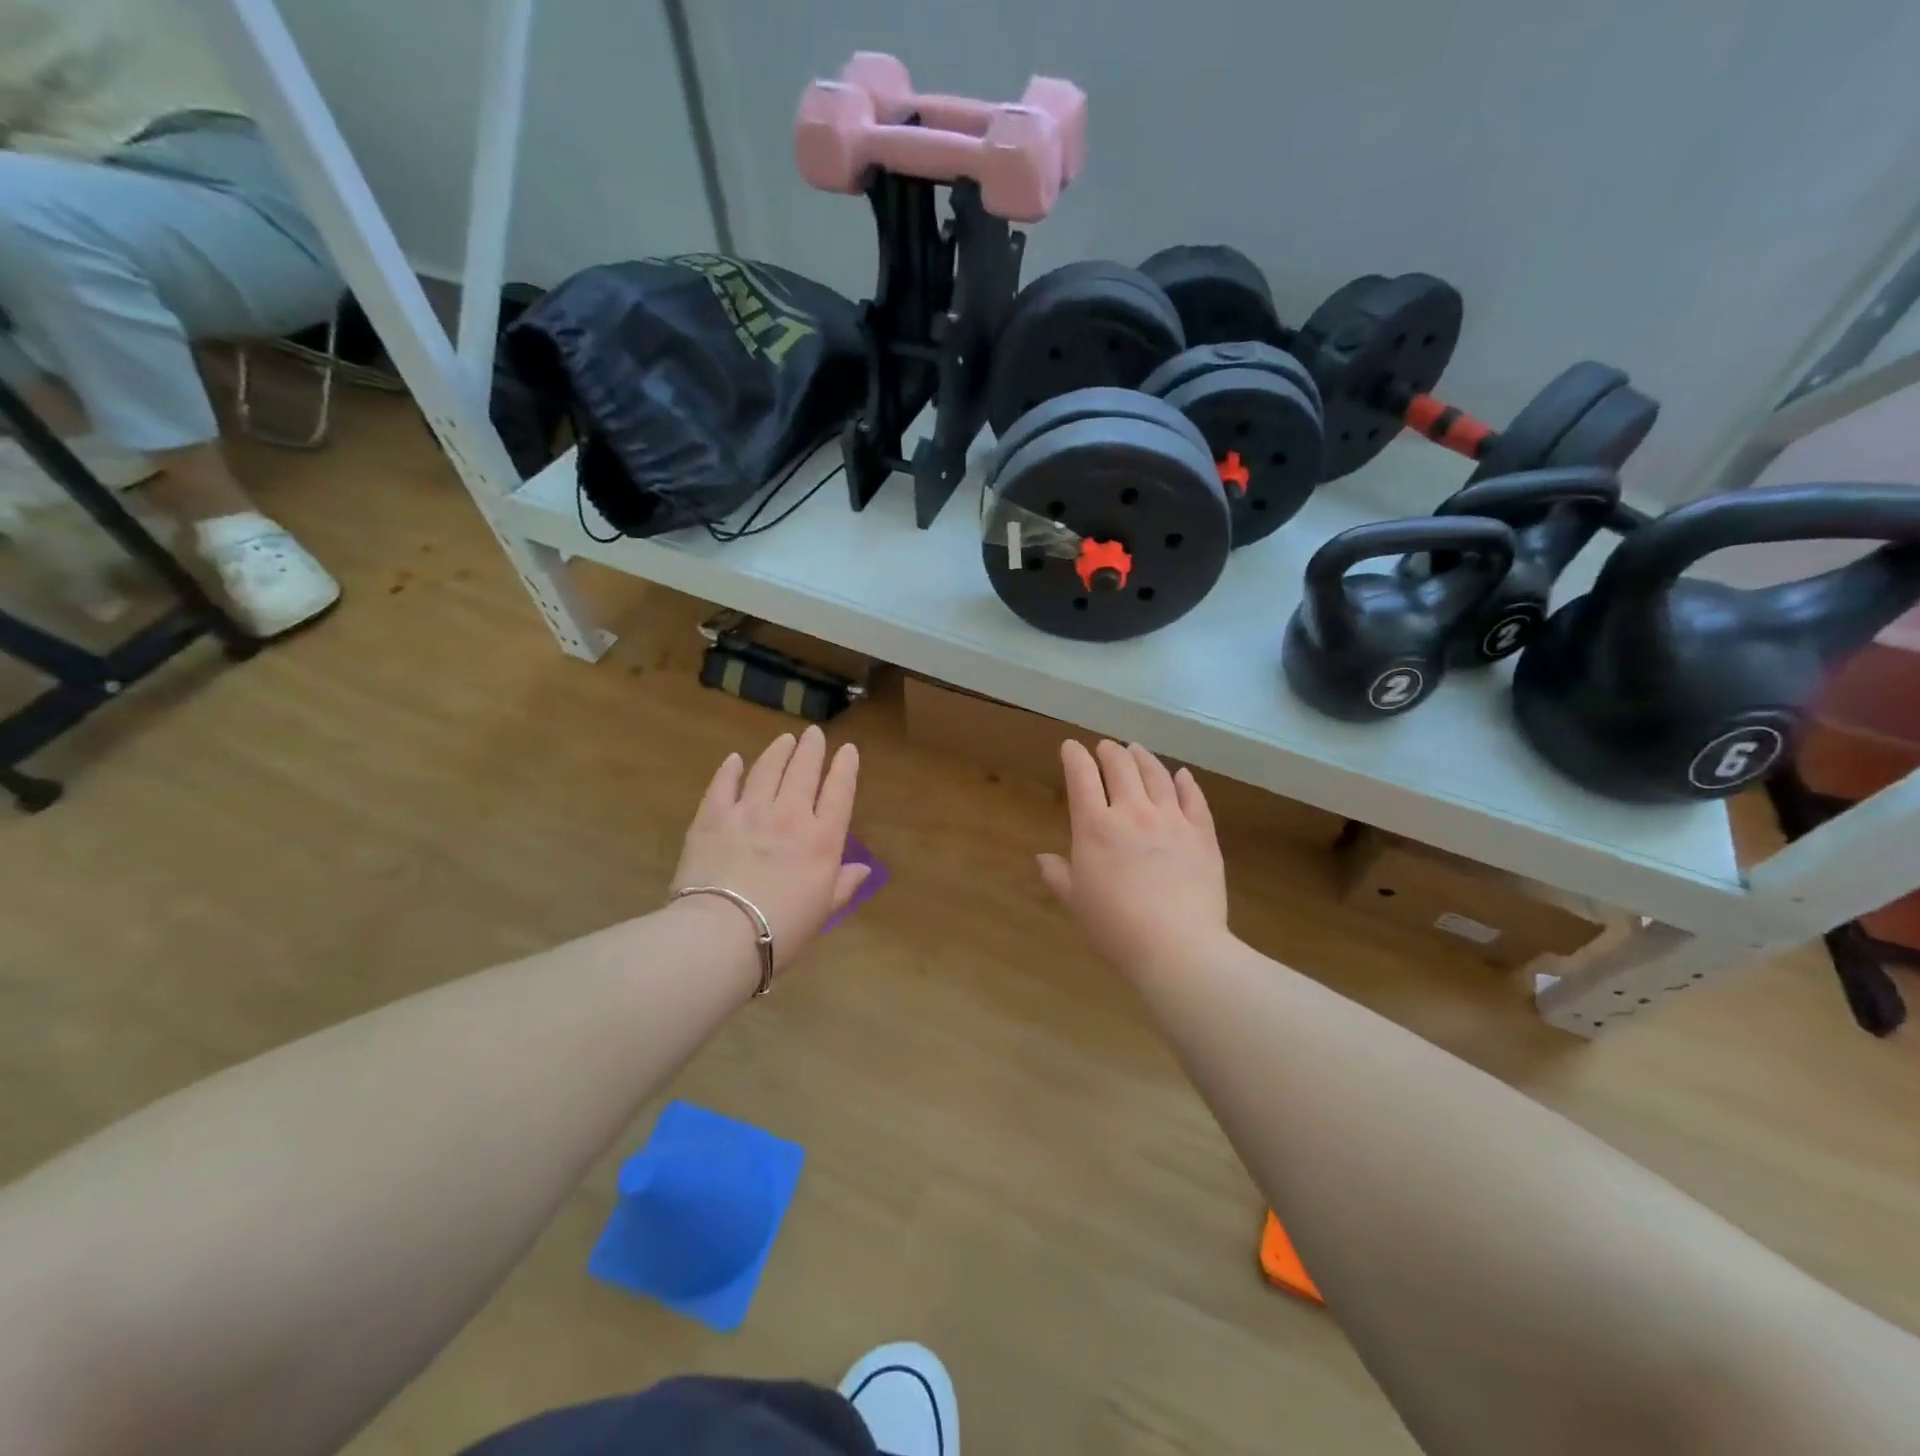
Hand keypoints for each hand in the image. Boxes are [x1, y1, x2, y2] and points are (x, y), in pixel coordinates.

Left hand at [671, 726, 868, 975]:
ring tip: (784, 739)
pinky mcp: (713, 817)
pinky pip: (723, 785)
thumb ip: (843, 885)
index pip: (839, 791)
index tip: (848, 749)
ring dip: (778, 751)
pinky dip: (730, 770)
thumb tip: (863, 869)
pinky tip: (735, 759)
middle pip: (804, 771)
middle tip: (813, 734)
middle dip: (811, 748)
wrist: (722, 934)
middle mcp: (790, 815)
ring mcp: (749, 812)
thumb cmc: (782, 929)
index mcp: (822, 839)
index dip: (846, 767)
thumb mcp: (823, 911)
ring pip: (767, 769)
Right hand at [1038, 740, 1229, 971]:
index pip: (1082, 777)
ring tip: (1136, 749)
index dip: (1074, 756)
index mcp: (1096, 827)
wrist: (1178, 946)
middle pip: (1121, 767)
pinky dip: (1185, 782)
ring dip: (1143, 757)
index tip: (1070, 747)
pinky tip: (1181, 775)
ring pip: (1157, 774)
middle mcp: (1133, 812)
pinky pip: (1193, 798)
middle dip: (1109, 751)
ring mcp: (1171, 820)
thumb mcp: (1077, 903)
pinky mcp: (1202, 834)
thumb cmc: (1116, 927)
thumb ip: (1059, 875)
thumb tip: (1042, 858)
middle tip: (1105, 747)